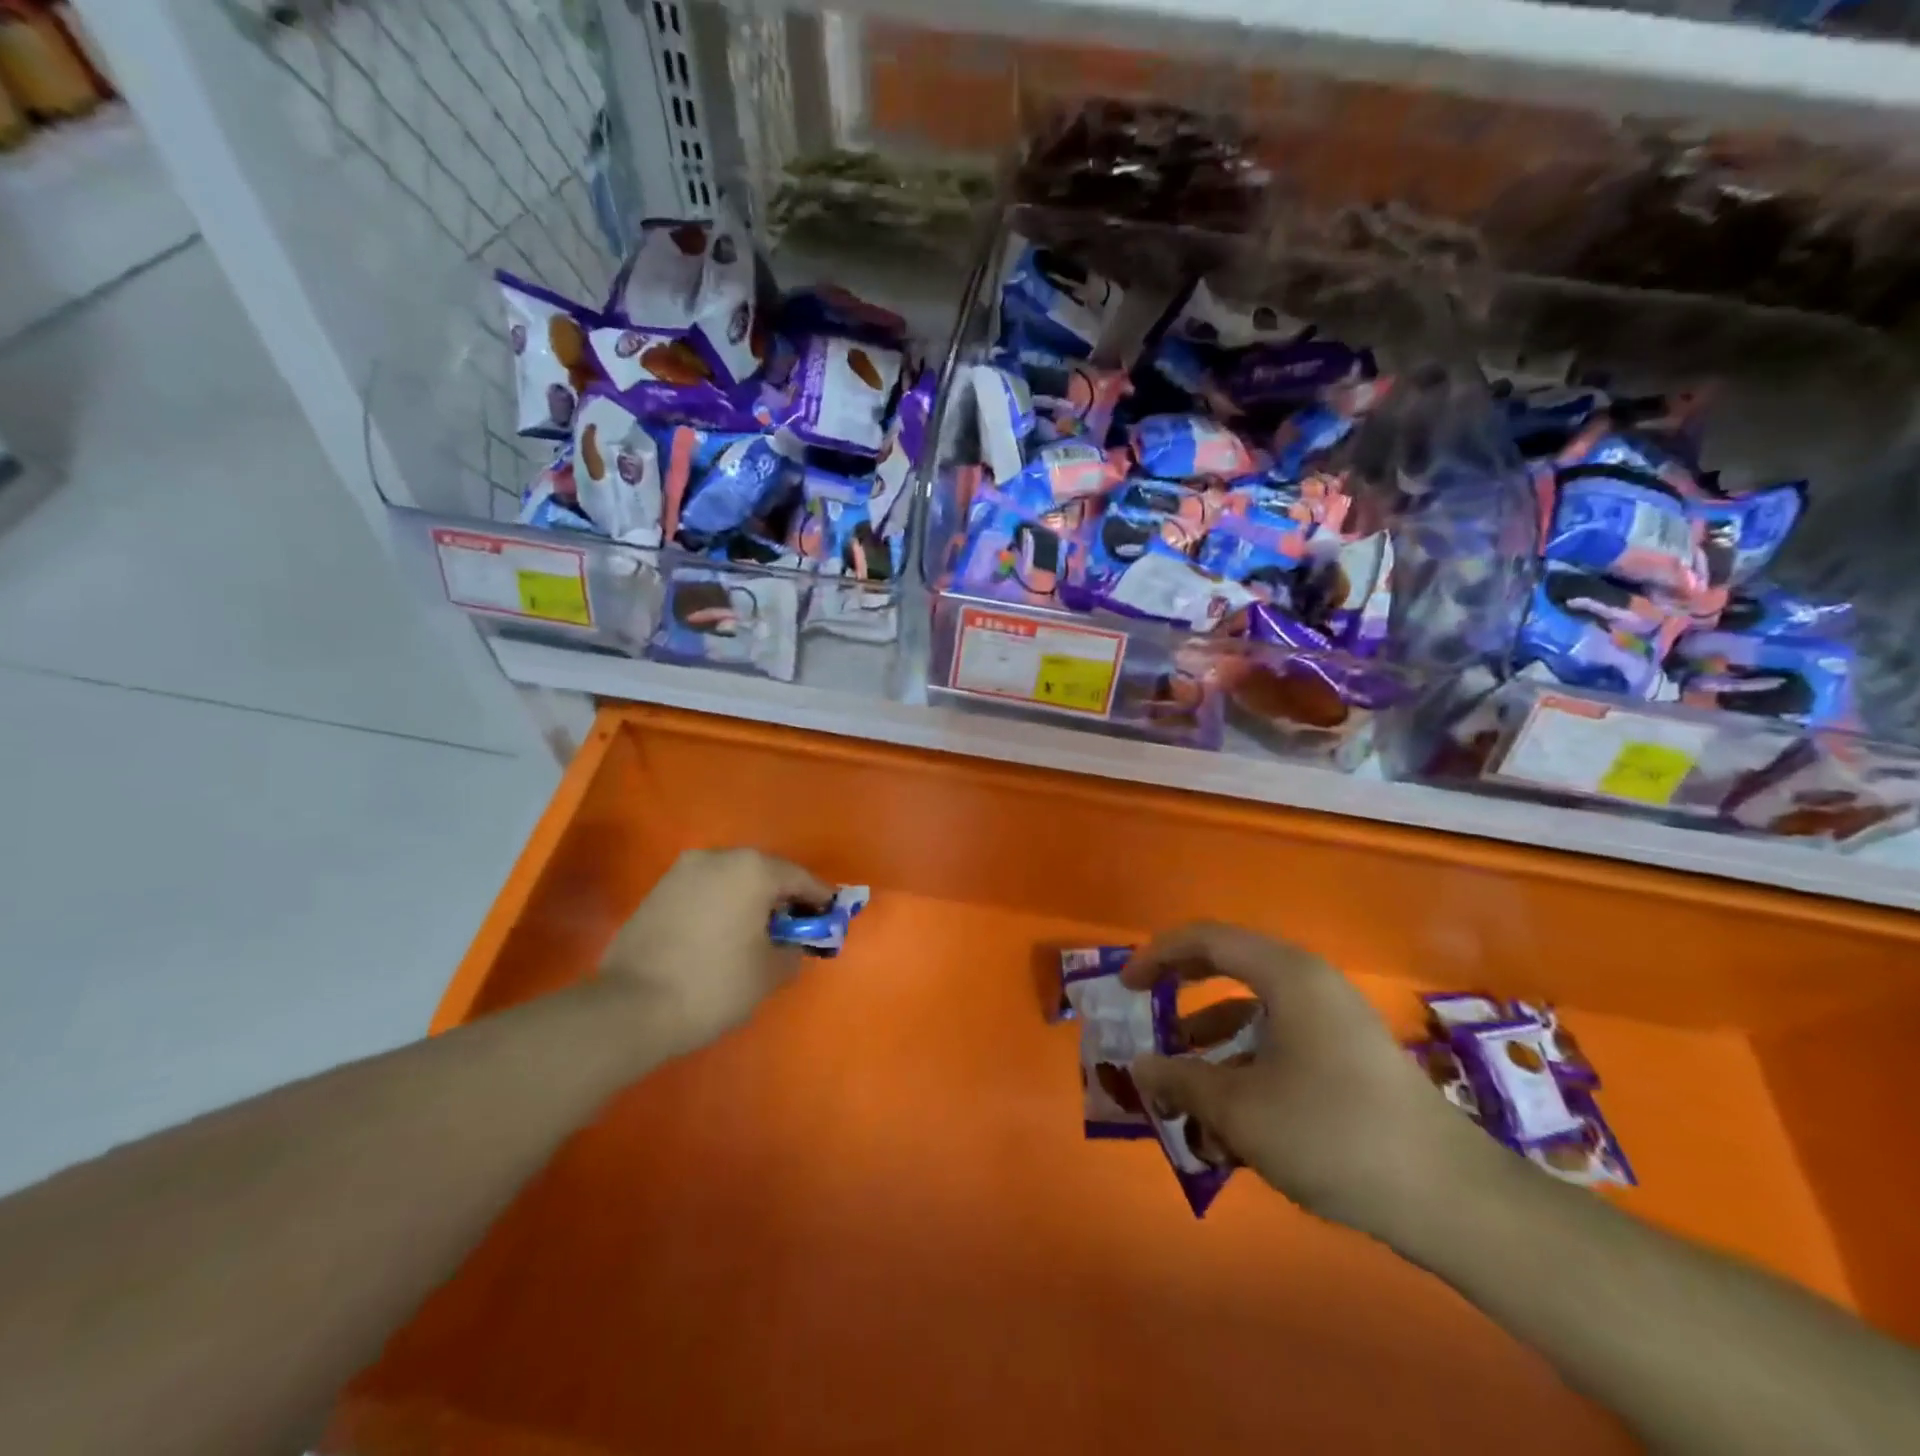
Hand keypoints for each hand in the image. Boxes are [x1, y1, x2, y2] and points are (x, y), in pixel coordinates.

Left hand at [599, 848, 831, 1057]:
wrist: (630, 1007)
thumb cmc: (713, 984)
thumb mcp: (769, 973)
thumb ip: (793, 951)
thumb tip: (791, 946)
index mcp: (753, 869)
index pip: (800, 878)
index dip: (820, 899)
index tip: (831, 917)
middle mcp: (719, 857)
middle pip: (765, 872)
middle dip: (784, 897)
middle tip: (797, 927)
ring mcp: (684, 871)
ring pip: (733, 879)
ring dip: (751, 900)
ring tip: (759, 933)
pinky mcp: (659, 890)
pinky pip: (706, 890)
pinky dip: (723, 905)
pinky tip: (725, 934)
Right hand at [1123, 922, 1498, 1241]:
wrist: (1450, 1197)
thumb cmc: (1332, 1132)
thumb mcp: (1240, 1110)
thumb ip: (1182, 1080)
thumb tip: (1140, 1067)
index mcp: (1285, 974)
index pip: (1206, 939)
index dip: (1157, 955)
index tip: (1125, 987)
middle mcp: (1309, 982)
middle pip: (1229, 967)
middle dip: (1182, 994)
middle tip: (1146, 1015)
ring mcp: (1333, 1019)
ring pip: (1253, 1013)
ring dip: (1212, 1044)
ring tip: (1183, 1091)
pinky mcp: (1348, 1055)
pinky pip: (1280, 1041)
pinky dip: (1246, 1065)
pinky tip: (1231, 1119)